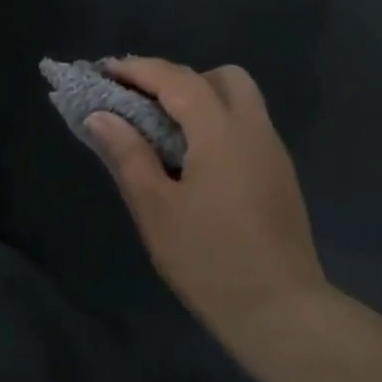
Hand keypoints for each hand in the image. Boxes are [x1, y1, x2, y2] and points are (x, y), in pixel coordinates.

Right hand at [85, 57, 328, 350]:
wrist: (280, 311)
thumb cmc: (208, 259)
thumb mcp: (155, 208)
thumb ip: (127, 154)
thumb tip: (101, 116)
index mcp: (222, 133)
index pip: (178, 80)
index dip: (139, 70)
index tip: (105, 70)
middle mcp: (255, 130)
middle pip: (222, 78)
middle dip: (179, 78)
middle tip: (144, 103)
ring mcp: (273, 153)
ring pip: (240, 101)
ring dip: (200, 99)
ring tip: (163, 131)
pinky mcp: (280, 176)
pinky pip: (246, 127)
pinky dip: (216, 123)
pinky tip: (192, 160)